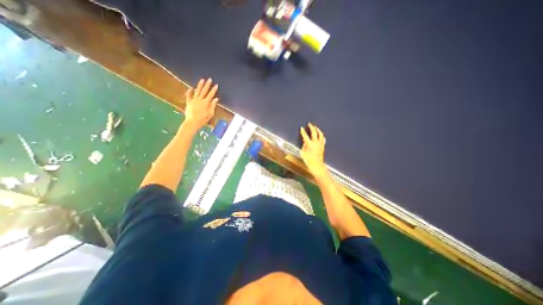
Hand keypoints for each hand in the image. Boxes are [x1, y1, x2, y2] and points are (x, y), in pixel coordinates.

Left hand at [183, 77, 218, 130]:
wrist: (192, 122)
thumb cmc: (203, 119)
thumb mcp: (210, 114)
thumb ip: (213, 105)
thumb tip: (216, 99)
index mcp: (206, 103)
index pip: (211, 94)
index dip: (214, 90)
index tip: (216, 85)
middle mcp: (200, 99)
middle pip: (204, 91)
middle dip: (207, 85)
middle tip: (209, 79)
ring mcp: (193, 100)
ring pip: (197, 91)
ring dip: (200, 85)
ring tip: (202, 80)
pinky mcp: (189, 102)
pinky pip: (189, 95)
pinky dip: (190, 91)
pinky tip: (191, 87)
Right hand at [299, 123, 328, 178]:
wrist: (316, 165)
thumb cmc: (308, 160)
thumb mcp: (302, 153)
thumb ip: (303, 146)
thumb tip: (305, 142)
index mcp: (309, 144)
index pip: (305, 136)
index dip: (303, 131)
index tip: (301, 128)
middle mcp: (315, 143)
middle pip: (314, 132)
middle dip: (311, 127)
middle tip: (309, 124)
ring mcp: (320, 144)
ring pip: (320, 134)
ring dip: (317, 129)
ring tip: (315, 127)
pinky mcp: (323, 146)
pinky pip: (323, 138)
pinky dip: (321, 135)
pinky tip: (320, 134)